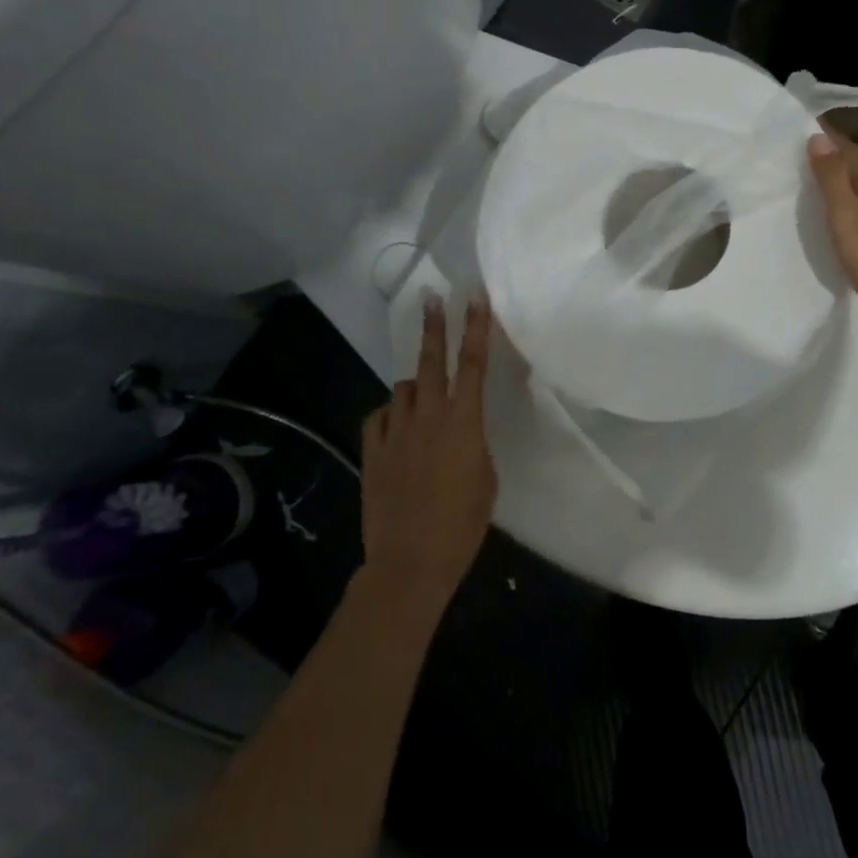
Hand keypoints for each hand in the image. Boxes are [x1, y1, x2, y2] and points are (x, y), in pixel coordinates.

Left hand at [358, 294, 497, 619]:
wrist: (410, 560)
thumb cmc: (463, 523)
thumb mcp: (486, 478)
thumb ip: (473, 443)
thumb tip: (461, 430)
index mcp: (463, 422)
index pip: (472, 364)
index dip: (476, 327)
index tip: (476, 298)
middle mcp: (427, 416)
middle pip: (430, 361)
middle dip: (434, 327)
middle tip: (432, 298)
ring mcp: (395, 431)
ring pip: (404, 389)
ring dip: (416, 387)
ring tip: (424, 400)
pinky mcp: (372, 450)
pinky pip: (381, 417)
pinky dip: (391, 415)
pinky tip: (398, 427)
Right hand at [808, 129, 857, 330]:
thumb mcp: (847, 218)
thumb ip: (833, 180)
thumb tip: (819, 137)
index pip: (850, 152)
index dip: (831, 136)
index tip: (810, 121)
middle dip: (838, 152)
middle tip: (811, 144)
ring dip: (846, 176)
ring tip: (824, 174)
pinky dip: (854, 199)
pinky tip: (848, 211)